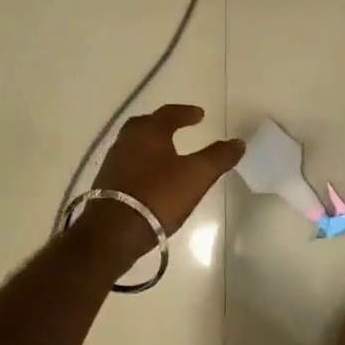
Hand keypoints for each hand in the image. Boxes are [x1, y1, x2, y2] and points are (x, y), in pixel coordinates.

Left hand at [87, 104, 244, 241]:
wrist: (113, 232)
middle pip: (146, 125)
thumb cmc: (158, 195)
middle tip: (178, 127)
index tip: (200, 114)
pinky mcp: (106, 185)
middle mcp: (127, 141)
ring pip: (135, 145)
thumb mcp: (196, 175)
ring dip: (151, 145)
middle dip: (163, 124)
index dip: (186, 113)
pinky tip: (152, 178)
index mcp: (148, 131)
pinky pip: (128, 165)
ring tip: (168, 153)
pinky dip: (142, 164)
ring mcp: (113, 163)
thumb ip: (218, 157)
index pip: (169, 113)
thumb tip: (238, 142)